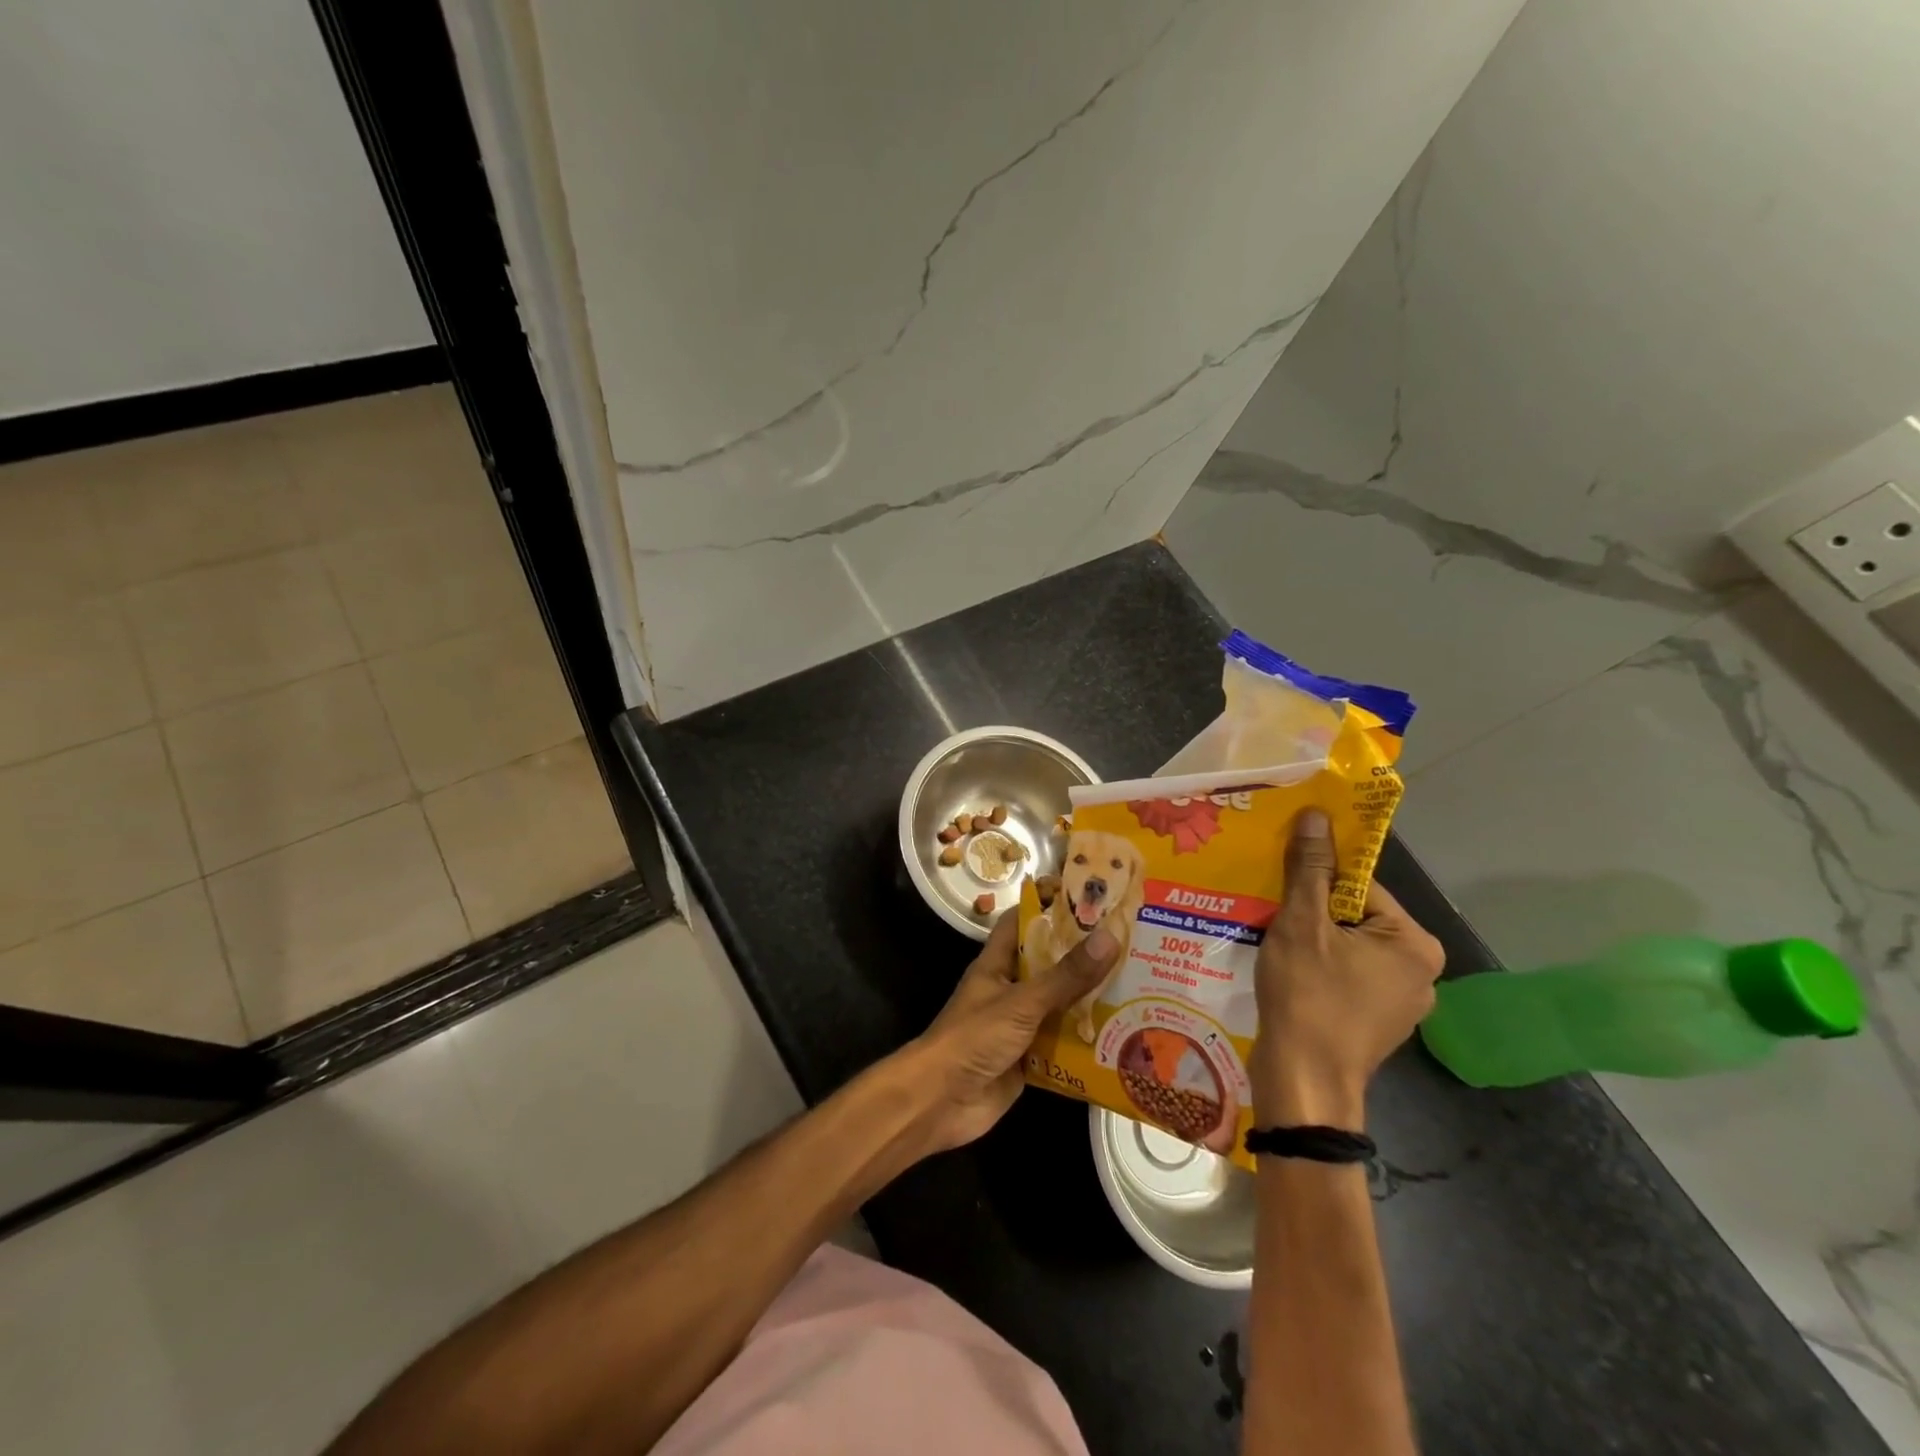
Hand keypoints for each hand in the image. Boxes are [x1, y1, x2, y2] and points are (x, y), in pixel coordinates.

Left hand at [899, 910, 1118, 1153]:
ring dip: (1091, 1002)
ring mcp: (1019, 1026)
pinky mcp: (1030, 1060)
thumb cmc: (974, 1038)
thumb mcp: (1022, 1002)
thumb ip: (1065, 976)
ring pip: (1060, 1006)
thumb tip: (1109, 937)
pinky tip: (1124, 1039)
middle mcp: (1009, 990)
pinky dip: (1087, 1043)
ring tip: (1140, 988)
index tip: (1088, 898)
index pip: (1021, 922)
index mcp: (998, 964)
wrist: (941, 1101)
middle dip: (1084, 957)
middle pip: (1049, 965)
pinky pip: (1063, 1045)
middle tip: (1132, 945)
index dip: (1048, 906)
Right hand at [1250, 810, 1444, 1128]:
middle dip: (1313, 913)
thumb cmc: (1308, 995)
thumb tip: (1317, 814)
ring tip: (1275, 944)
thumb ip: (1310, 868)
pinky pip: (1346, 976)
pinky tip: (1288, 975)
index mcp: (1414, 942)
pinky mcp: (1378, 1023)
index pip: (1360, 886)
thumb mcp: (1302, 923)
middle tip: (1273, 916)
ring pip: (1348, 947)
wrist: (1303, 1082)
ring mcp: (1402, 1002)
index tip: (1281, 888)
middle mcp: (1421, 971)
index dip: (1316, 883)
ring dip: (1312, 941)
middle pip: (1355, 916)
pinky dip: (1318, 969)